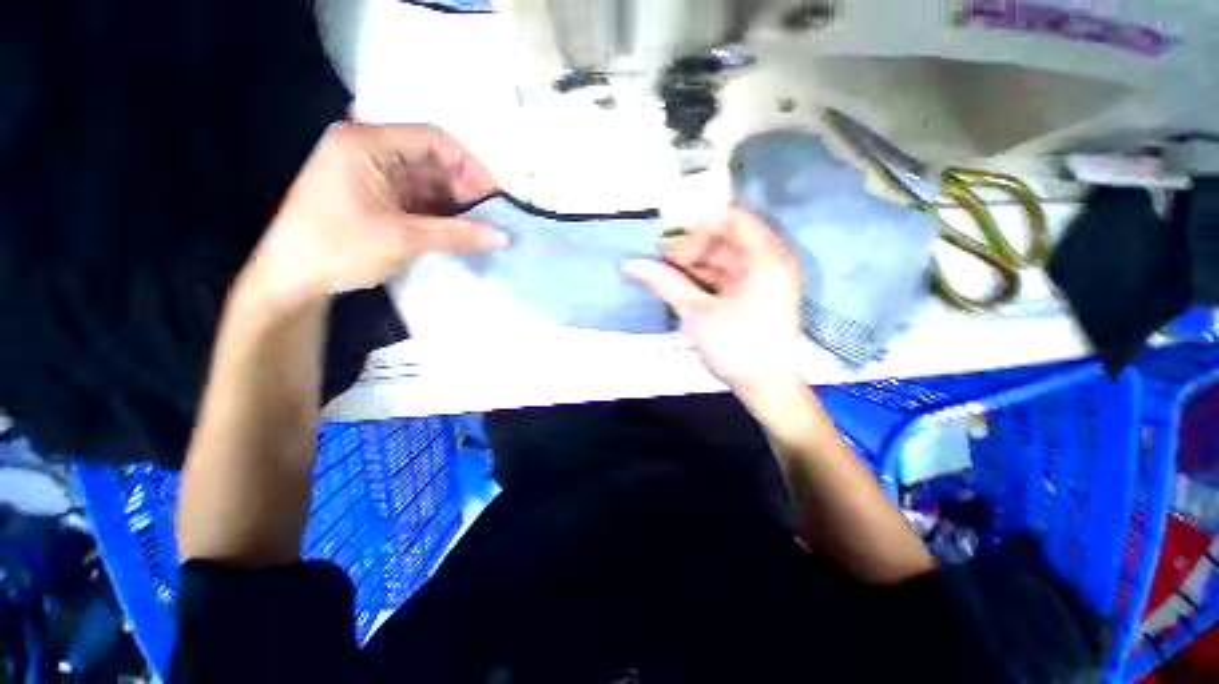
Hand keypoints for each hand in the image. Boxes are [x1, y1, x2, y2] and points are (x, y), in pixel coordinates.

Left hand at [250, 123, 504, 307]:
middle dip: (465, 188)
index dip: (470, 166)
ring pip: (428, 181)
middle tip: (493, 216)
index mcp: (366, 143)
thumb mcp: (402, 240)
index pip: (433, 140)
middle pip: (432, 160)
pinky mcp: (377, 196)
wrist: (291, 278)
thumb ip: (456, 235)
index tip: (497, 196)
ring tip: (483, 226)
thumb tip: (503, 237)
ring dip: (456, 203)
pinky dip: (441, 213)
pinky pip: (419, 198)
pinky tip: (461, 229)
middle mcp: (369, 150)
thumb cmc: (338, 248)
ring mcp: (372, 174)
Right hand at [625, 209, 803, 404]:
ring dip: (694, 266)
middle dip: (691, 249)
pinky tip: (680, 287)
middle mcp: (770, 262)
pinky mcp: (756, 297)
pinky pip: (728, 278)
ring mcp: (764, 281)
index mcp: (764, 258)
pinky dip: (704, 280)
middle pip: (726, 241)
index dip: (699, 228)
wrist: (766, 387)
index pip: (733, 219)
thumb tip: (631, 264)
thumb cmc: (734, 346)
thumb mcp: (695, 312)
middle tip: (658, 262)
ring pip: (724, 261)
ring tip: (663, 276)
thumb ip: (665, 282)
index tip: (671, 246)